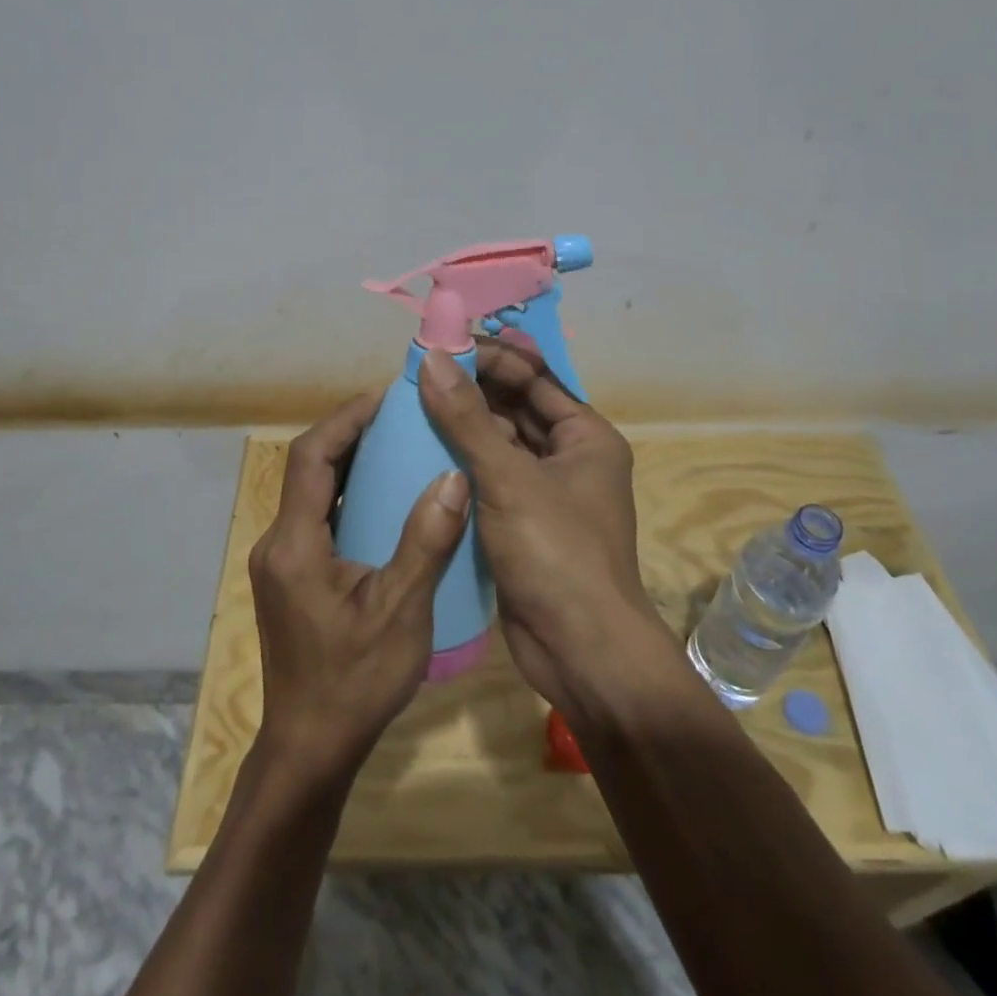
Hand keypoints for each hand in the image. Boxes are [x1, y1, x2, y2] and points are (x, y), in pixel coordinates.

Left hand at [248, 390, 471, 787]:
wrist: (310, 749)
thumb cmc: (354, 682)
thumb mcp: (401, 612)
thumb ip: (425, 542)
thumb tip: (453, 476)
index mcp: (295, 544)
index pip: (310, 457)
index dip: (344, 420)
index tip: (384, 398)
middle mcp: (278, 543)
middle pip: (308, 469)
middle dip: (349, 435)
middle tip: (399, 417)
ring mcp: (281, 562)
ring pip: (312, 493)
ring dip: (349, 464)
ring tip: (397, 446)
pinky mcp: (291, 578)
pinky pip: (318, 518)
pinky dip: (348, 497)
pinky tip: (384, 500)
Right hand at [418, 342, 675, 720]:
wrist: (580, 651)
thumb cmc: (556, 552)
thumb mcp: (509, 478)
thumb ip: (467, 418)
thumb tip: (433, 358)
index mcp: (585, 436)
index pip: (534, 377)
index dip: (490, 357)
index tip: (442, 345)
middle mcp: (568, 457)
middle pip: (515, 407)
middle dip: (471, 389)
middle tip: (418, 374)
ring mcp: (545, 492)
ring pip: (498, 444)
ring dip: (462, 426)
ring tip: (411, 406)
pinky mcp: (522, 522)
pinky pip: (489, 478)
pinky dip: (461, 464)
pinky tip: (420, 453)